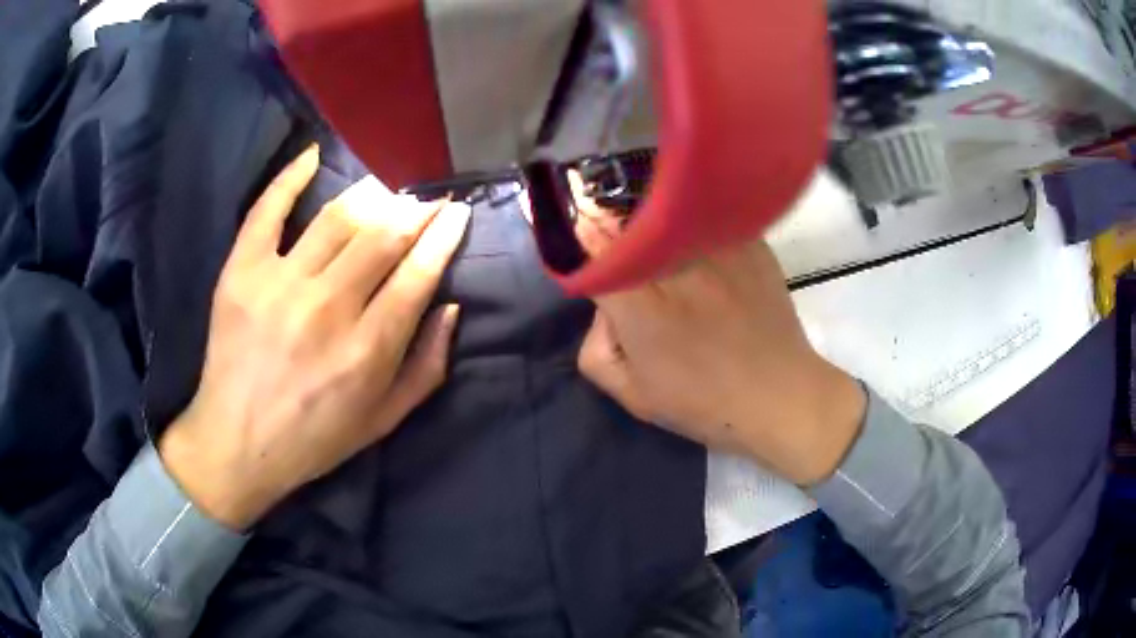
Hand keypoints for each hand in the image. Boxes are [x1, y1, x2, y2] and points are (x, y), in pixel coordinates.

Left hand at [159, 145, 470, 529]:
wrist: (236, 443)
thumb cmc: (314, 439)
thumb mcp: (383, 421)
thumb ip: (427, 367)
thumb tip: (450, 307)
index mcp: (368, 350)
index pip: (418, 273)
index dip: (443, 236)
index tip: (456, 214)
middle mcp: (328, 308)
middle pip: (383, 236)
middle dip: (415, 211)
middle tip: (427, 201)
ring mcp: (280, 284)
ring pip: (338, 217)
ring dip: (371, 196)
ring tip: (385, 192)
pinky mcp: (242, 272)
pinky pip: (268, 209)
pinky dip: (290, 177)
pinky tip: (313, 155)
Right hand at [574, 196, 865, 486]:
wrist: (781, 395)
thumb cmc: (704, 402)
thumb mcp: (633, 395)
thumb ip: (596, 348)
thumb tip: (605, 307)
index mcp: (640, 305)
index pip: (592, 247)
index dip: (581, 241)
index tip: (584, 242)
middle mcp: (675, 266)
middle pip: (627, 219)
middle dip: (616, 228)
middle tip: (623, 248)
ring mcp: (717, 248)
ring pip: (668, 212)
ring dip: (654, 221)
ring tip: (663, 248)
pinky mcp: (750, 243)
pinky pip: (707, 221)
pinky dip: (694, 229)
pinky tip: (704, 254)